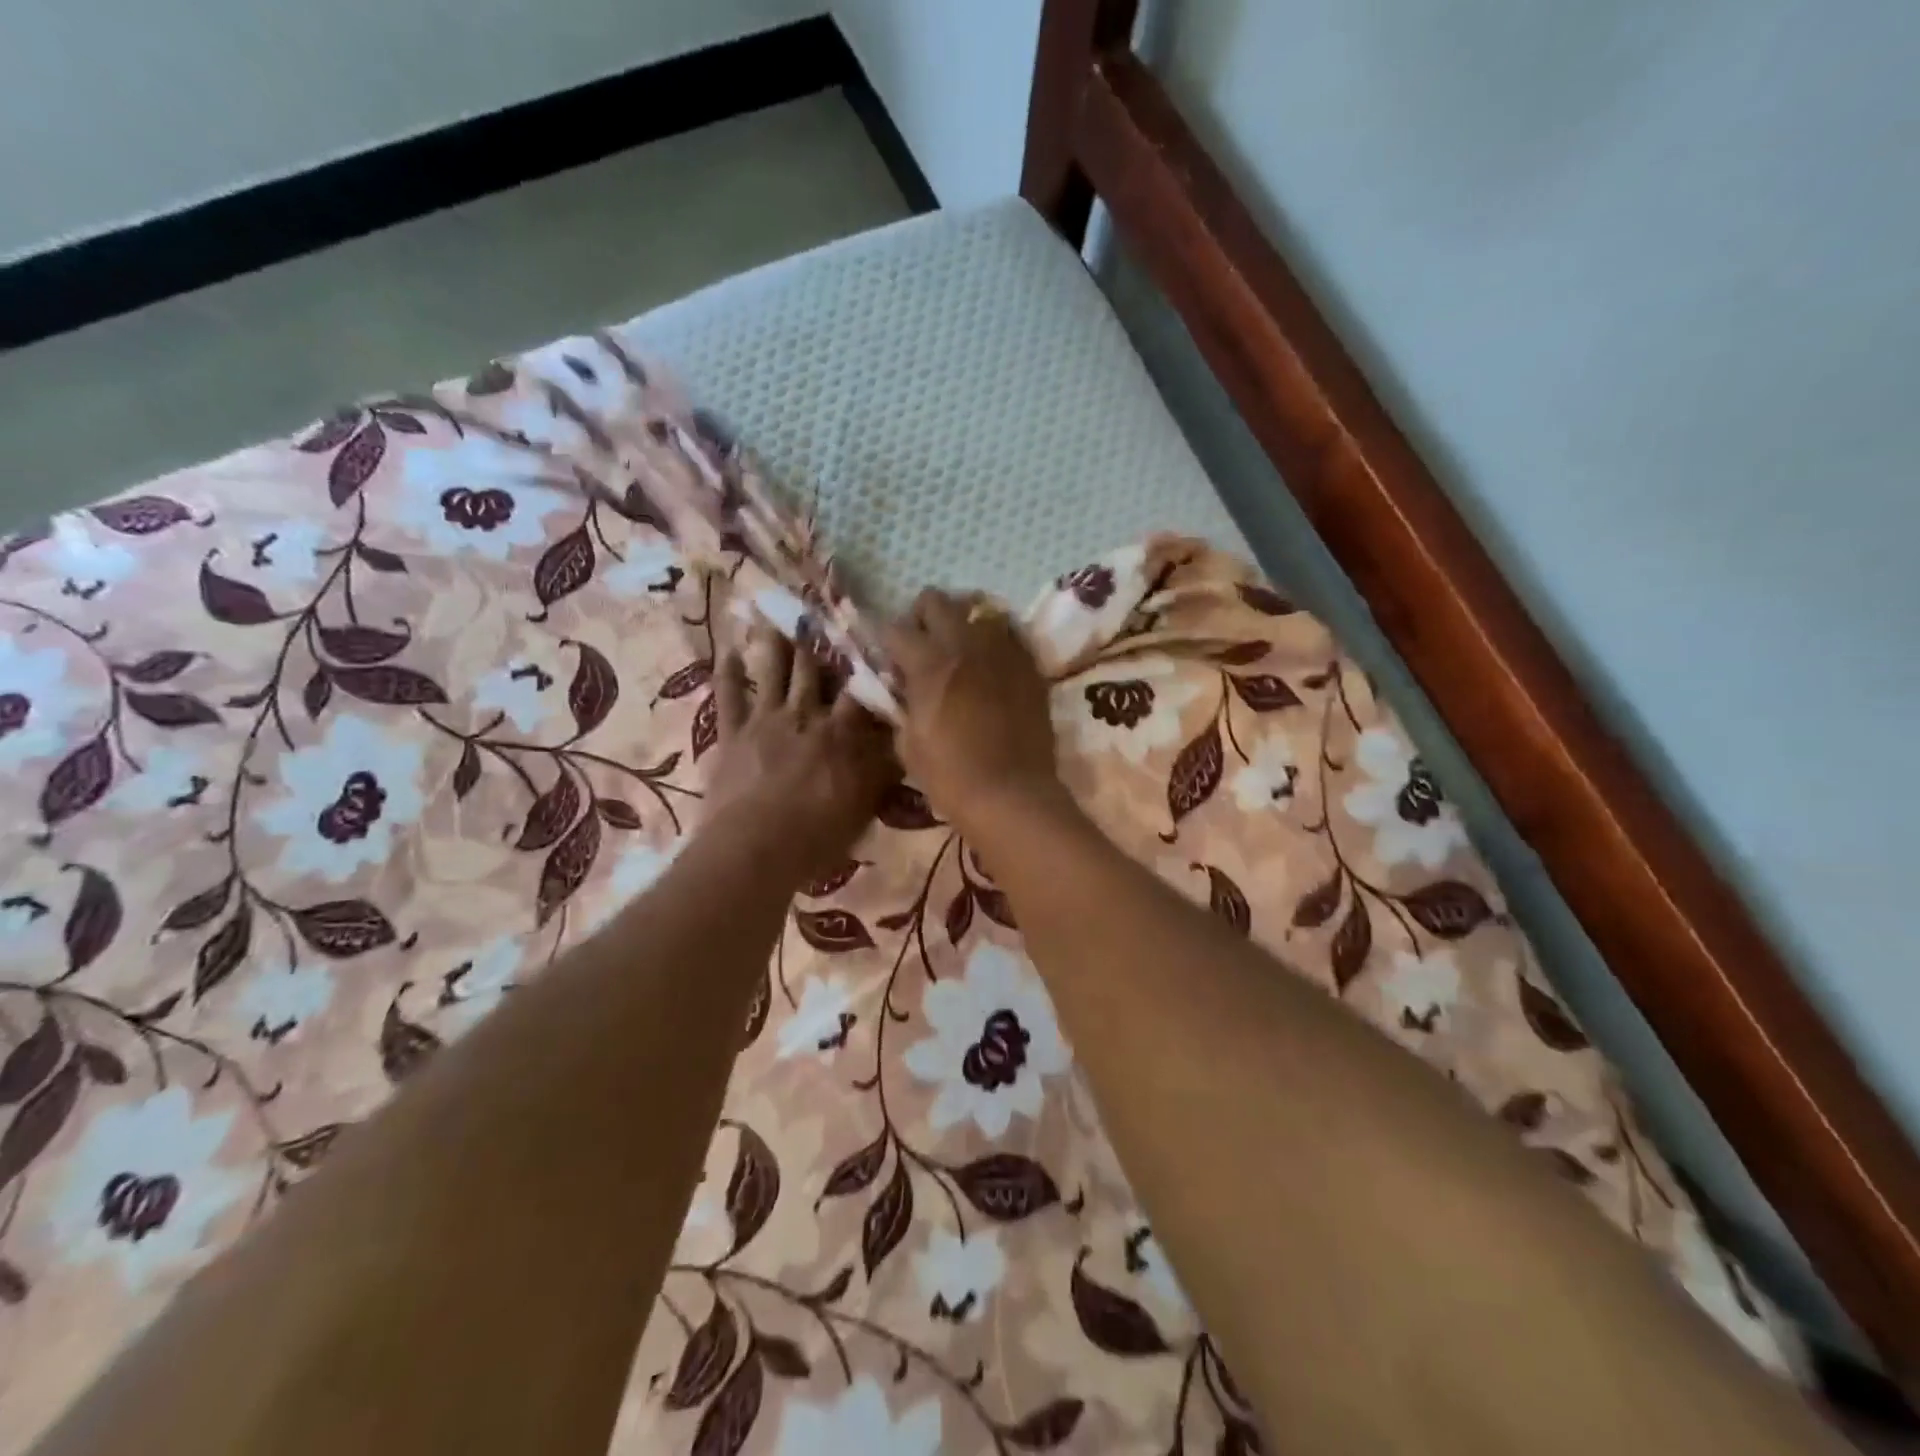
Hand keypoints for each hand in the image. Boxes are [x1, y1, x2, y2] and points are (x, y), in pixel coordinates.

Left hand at [701, 628, 897, 885]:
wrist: (754, 850)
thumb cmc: (817, 836)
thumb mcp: (864, 807)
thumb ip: (882, 772)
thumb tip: (902, 743)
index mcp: (841, 734)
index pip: (860, 692)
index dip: (867, 665)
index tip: (873, 638)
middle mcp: (805, 716)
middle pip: (815, 671)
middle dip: (821, 642)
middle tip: (822, 610)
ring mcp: (765, 721)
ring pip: (773, 672)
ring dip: (776, 643)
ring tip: (778, 614)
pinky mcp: (732, 735)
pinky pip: (729, 697)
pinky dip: (728, 673)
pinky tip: (728, 650)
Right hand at [885, 590, 1065, 835]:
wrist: (1011, 795)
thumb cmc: (950, 777)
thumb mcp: (907, 743)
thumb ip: (900, 705)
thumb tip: (900, 690)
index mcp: (928, 663)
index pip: (894, 629)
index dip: (885, 642)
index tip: (888, 660)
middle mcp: (965, 644)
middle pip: (935, 600)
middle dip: (922, 618)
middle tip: (922, 647)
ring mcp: (1002, 651)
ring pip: (977, 609)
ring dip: (962, 623)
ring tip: (960, 651)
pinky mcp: (1029, 665)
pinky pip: (1009, 634)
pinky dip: (995, 640)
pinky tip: (991, 665)